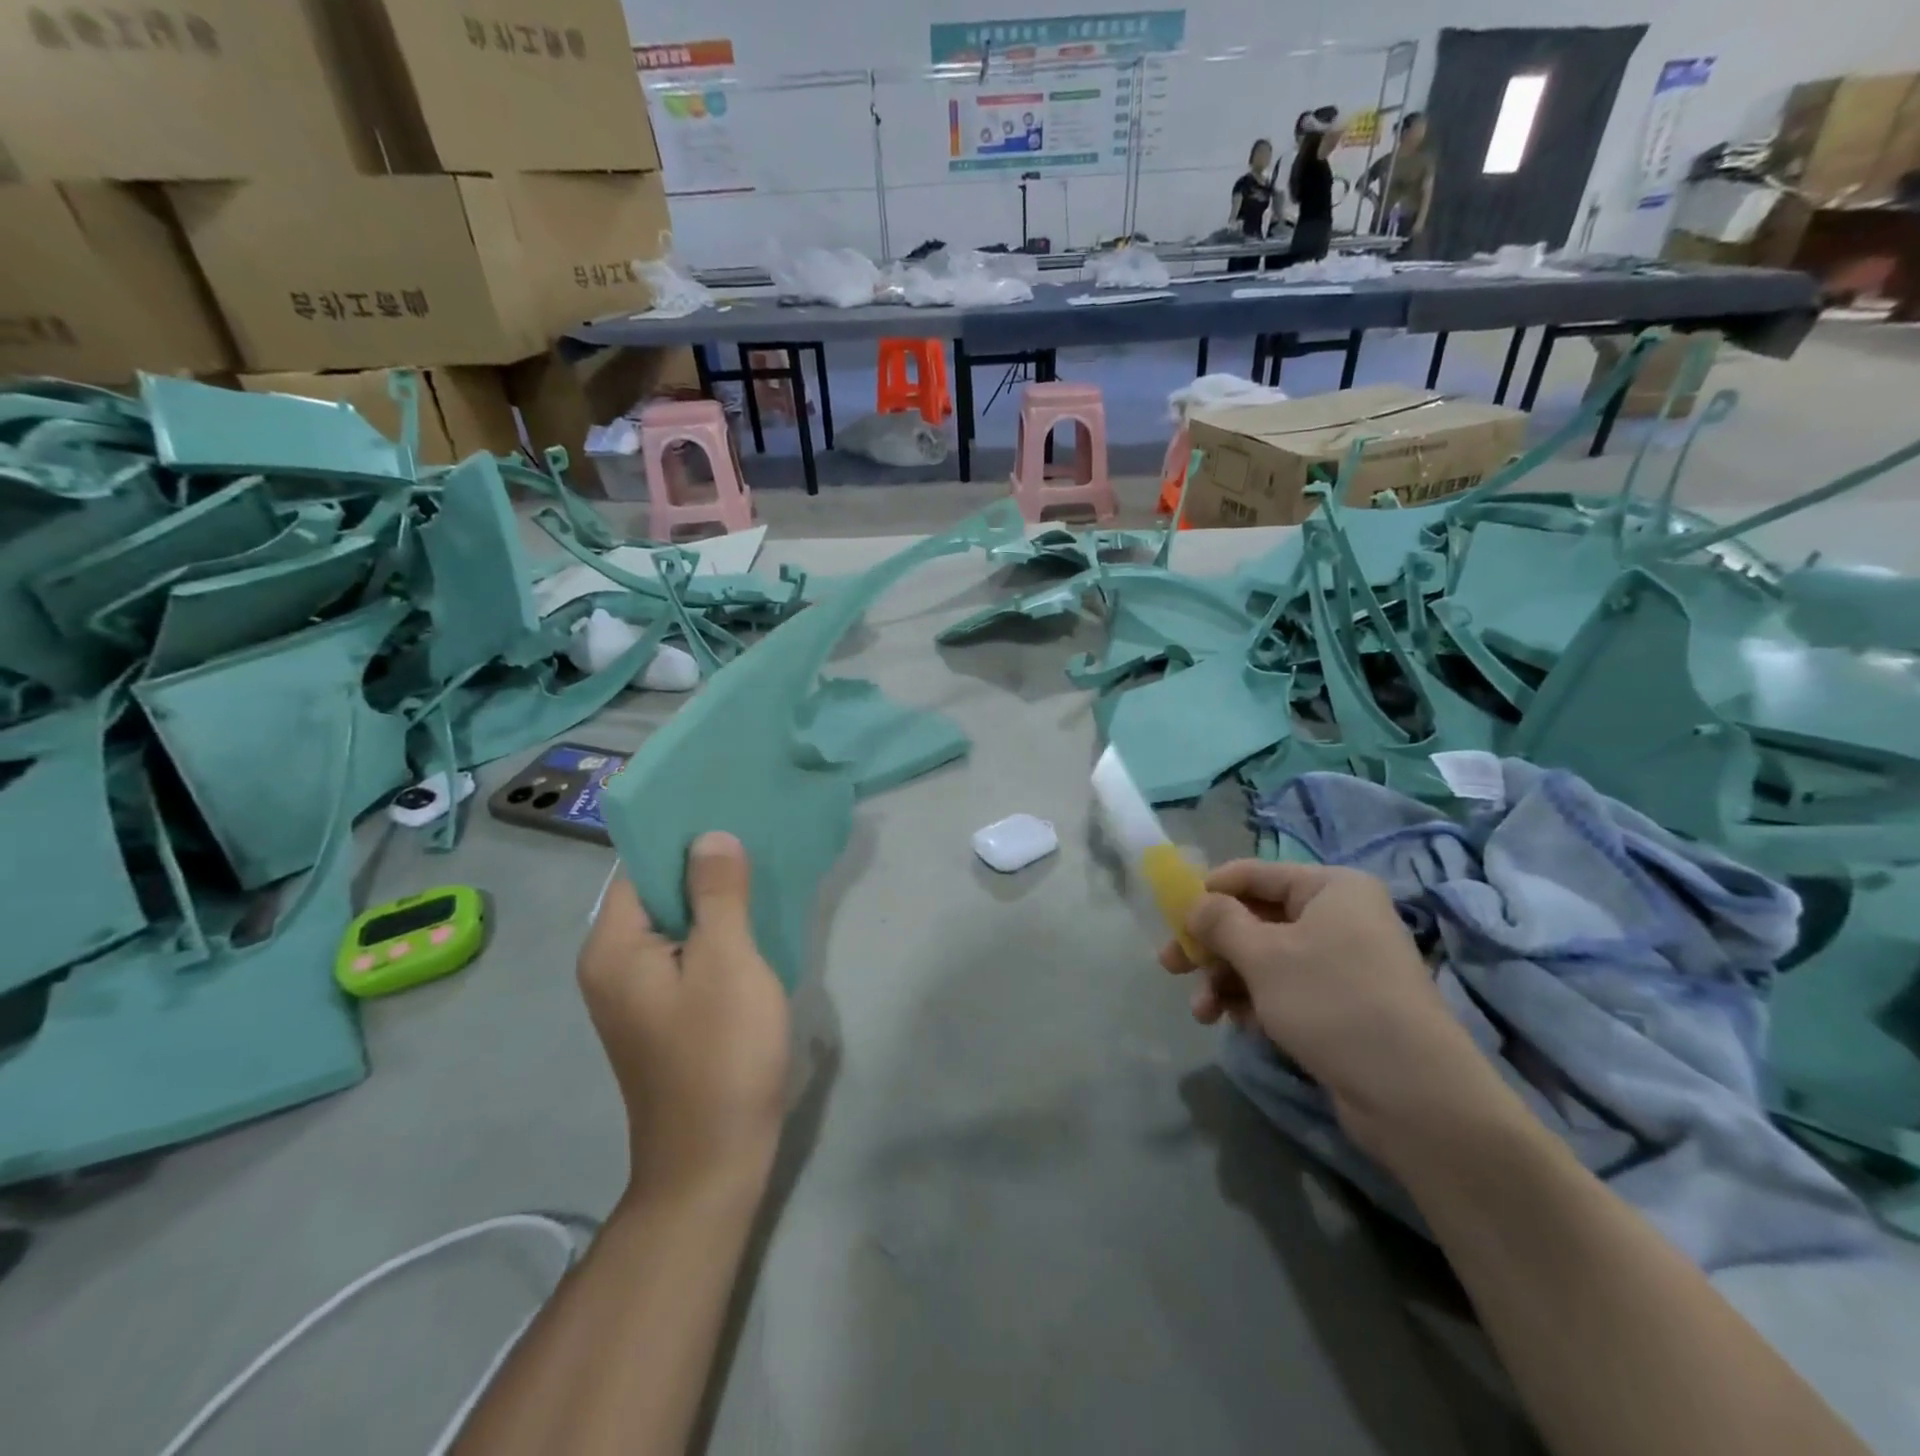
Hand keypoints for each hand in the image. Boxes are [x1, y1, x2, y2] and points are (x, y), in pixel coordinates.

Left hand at [579, 833, 789, 1198]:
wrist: (713, 1162)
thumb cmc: (720, 1055)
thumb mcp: (727, 963)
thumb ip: (718, 893)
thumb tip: (710, 836)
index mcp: (613, 947)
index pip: (640, 866)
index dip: (681, 833)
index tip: (726, 803)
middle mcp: (613, 964)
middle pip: (657, 891)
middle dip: (704, 862)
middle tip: (755, 828)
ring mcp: (637, 992)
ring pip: (677, 922)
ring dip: (714, 896)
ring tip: (761, 863)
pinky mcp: (664, 1012)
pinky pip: (687, 951)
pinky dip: (717, 931)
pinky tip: (754, 918)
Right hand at [1160, 860, 1514, 1162]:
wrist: (1414, 1097)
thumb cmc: (1332, 1002)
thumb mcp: (1263, 955)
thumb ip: (1219, 921)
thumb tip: (1194, 903)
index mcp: (1330, 888)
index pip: (1253, 874)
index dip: (1208, 893)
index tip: (1171, 919)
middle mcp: (1339, 916)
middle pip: (1255, 919)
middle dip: (1212, 946)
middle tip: (1171, 967)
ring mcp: (1343, 962)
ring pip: (1265, 958)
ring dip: (1227, 980)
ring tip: (1203, 1012)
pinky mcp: (1342, 1004)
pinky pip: (1285, 989)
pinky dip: (1255, 1002)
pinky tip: (1237, 1025)